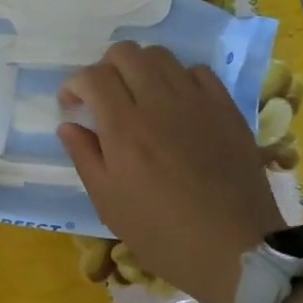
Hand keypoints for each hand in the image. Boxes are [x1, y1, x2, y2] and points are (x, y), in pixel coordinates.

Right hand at [58, 43, 279, 302]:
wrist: (234, 249)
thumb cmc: (162, 234)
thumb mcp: (109, 204)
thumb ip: (85, 157)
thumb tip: (68, 126)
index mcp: (124, 128)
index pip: (93, 77)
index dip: (74, 85)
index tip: (72, 106)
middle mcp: (158, 103)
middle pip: (125, 53)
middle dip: (104, 68)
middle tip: (103, 98)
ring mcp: (197, 102)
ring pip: (161, 56)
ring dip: (140, 68)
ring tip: (138, 96)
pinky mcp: (226, 108)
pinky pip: (198, 71)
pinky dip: (178, 78)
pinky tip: (176, 104)